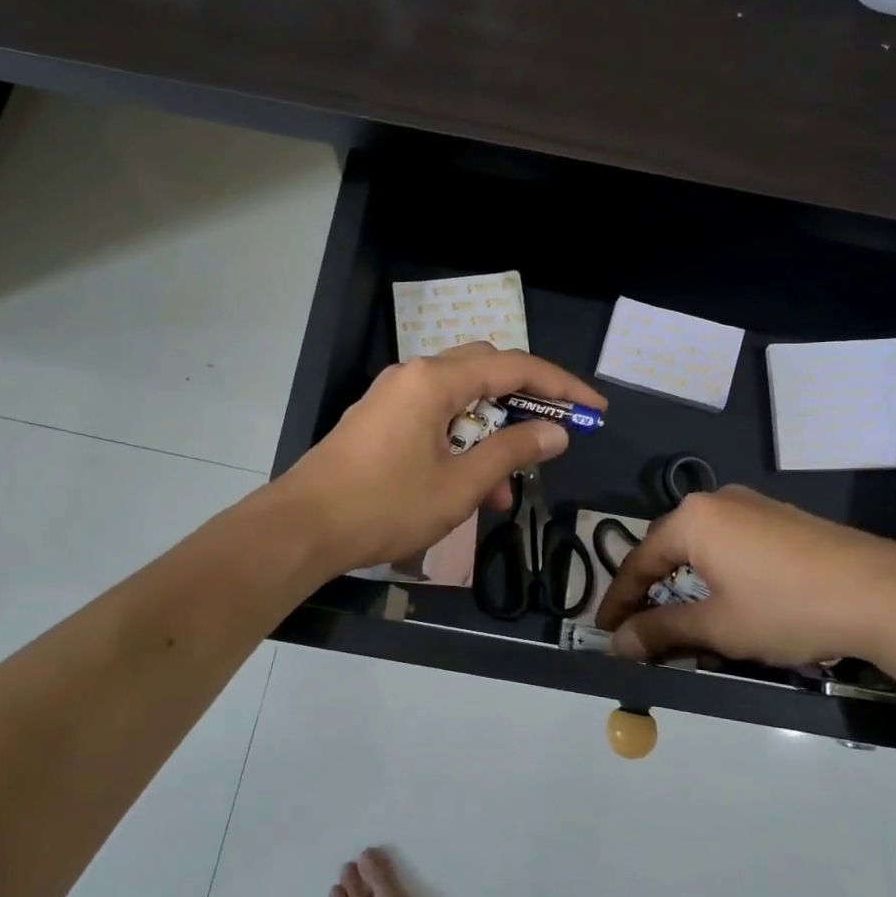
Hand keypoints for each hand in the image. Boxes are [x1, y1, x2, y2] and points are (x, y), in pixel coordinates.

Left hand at [279, 342, 606, 576]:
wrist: (301, 529)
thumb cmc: (384, 506)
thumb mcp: (459, 485)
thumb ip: (512, 452)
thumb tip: (556, 431)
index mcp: (435, 380)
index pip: (514, 367)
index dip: (560, 386)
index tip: (594, 410)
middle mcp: (414, 376)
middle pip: (486, 372)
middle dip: (525, 403)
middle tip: (554, 435)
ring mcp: (392, 397)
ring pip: (460, 401)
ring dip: (490, 434)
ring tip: (506, 488)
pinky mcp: (379, 420)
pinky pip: (434, 418)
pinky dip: (461, 443)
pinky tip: (470, 486)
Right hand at [594, 486, 895, 666]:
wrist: (883, 592)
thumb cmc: (786, 607)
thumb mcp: (718, 626)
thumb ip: (661, 631)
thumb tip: (616, 643)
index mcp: (692, 520)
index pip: (638, 561)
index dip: (618, 600)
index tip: (604, 630)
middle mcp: (717, 501)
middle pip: (669, 547)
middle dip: (652, 587)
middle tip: (641, 625)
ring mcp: (754, 505)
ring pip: (703, 545)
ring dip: (686, 580)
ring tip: (683, 616)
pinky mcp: (782, 518)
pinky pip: (733, 542)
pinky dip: (719, 571)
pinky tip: (730, 597)